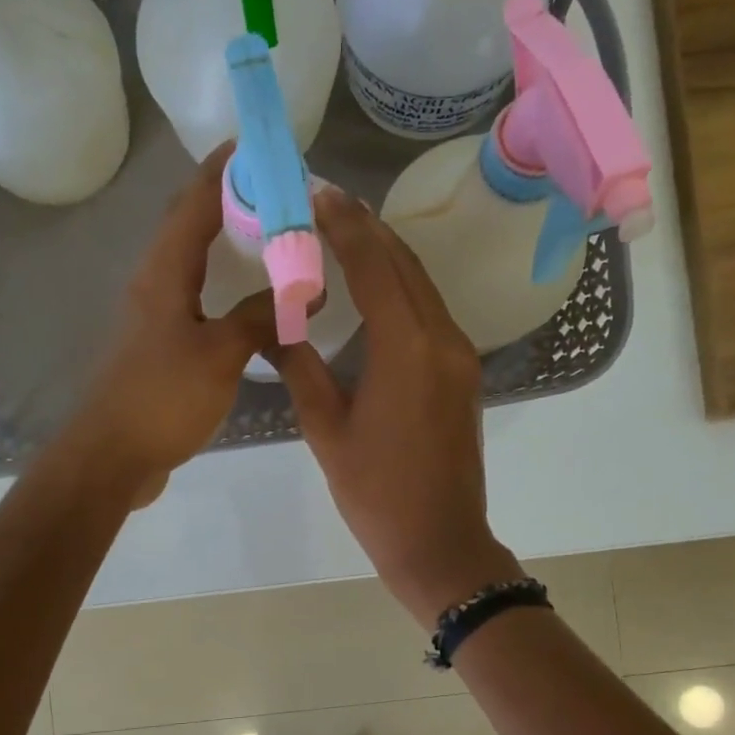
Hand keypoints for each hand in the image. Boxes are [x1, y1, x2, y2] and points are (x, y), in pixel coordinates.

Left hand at [62, 144, 273, 505]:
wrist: (113, 457)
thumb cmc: (162, 399)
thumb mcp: (220, 354)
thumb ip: (262, 317)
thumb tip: (307, 289)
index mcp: (164, 274)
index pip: (194, 203)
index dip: (224, 170)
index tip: (258, 144)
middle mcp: (155, 285)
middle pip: (191, 226)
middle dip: (230, 201)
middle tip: (278, 192)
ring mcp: (156, 317)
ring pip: (194, 264)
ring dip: (228, 244)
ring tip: (272, 236)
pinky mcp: (162, 347)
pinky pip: (199, 299)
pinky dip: (226, 286)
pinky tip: (253, 301)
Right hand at [271, 188, 524, 622]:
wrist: (439, 541)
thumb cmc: (375, 493)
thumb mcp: (326, 430)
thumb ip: (299, 368)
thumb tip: (270, 326)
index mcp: (406, 349)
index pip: (374, 266)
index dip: (345, 226)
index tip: (318, 193)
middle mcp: (442, 339)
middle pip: (405, 265)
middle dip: (368, 229)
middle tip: (328, 203)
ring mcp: (460, 356)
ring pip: (423, 286)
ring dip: (388, 255)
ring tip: (348, 232)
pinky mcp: (464, 374)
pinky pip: (433, 313)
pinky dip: (404, 289)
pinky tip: (378, 287)